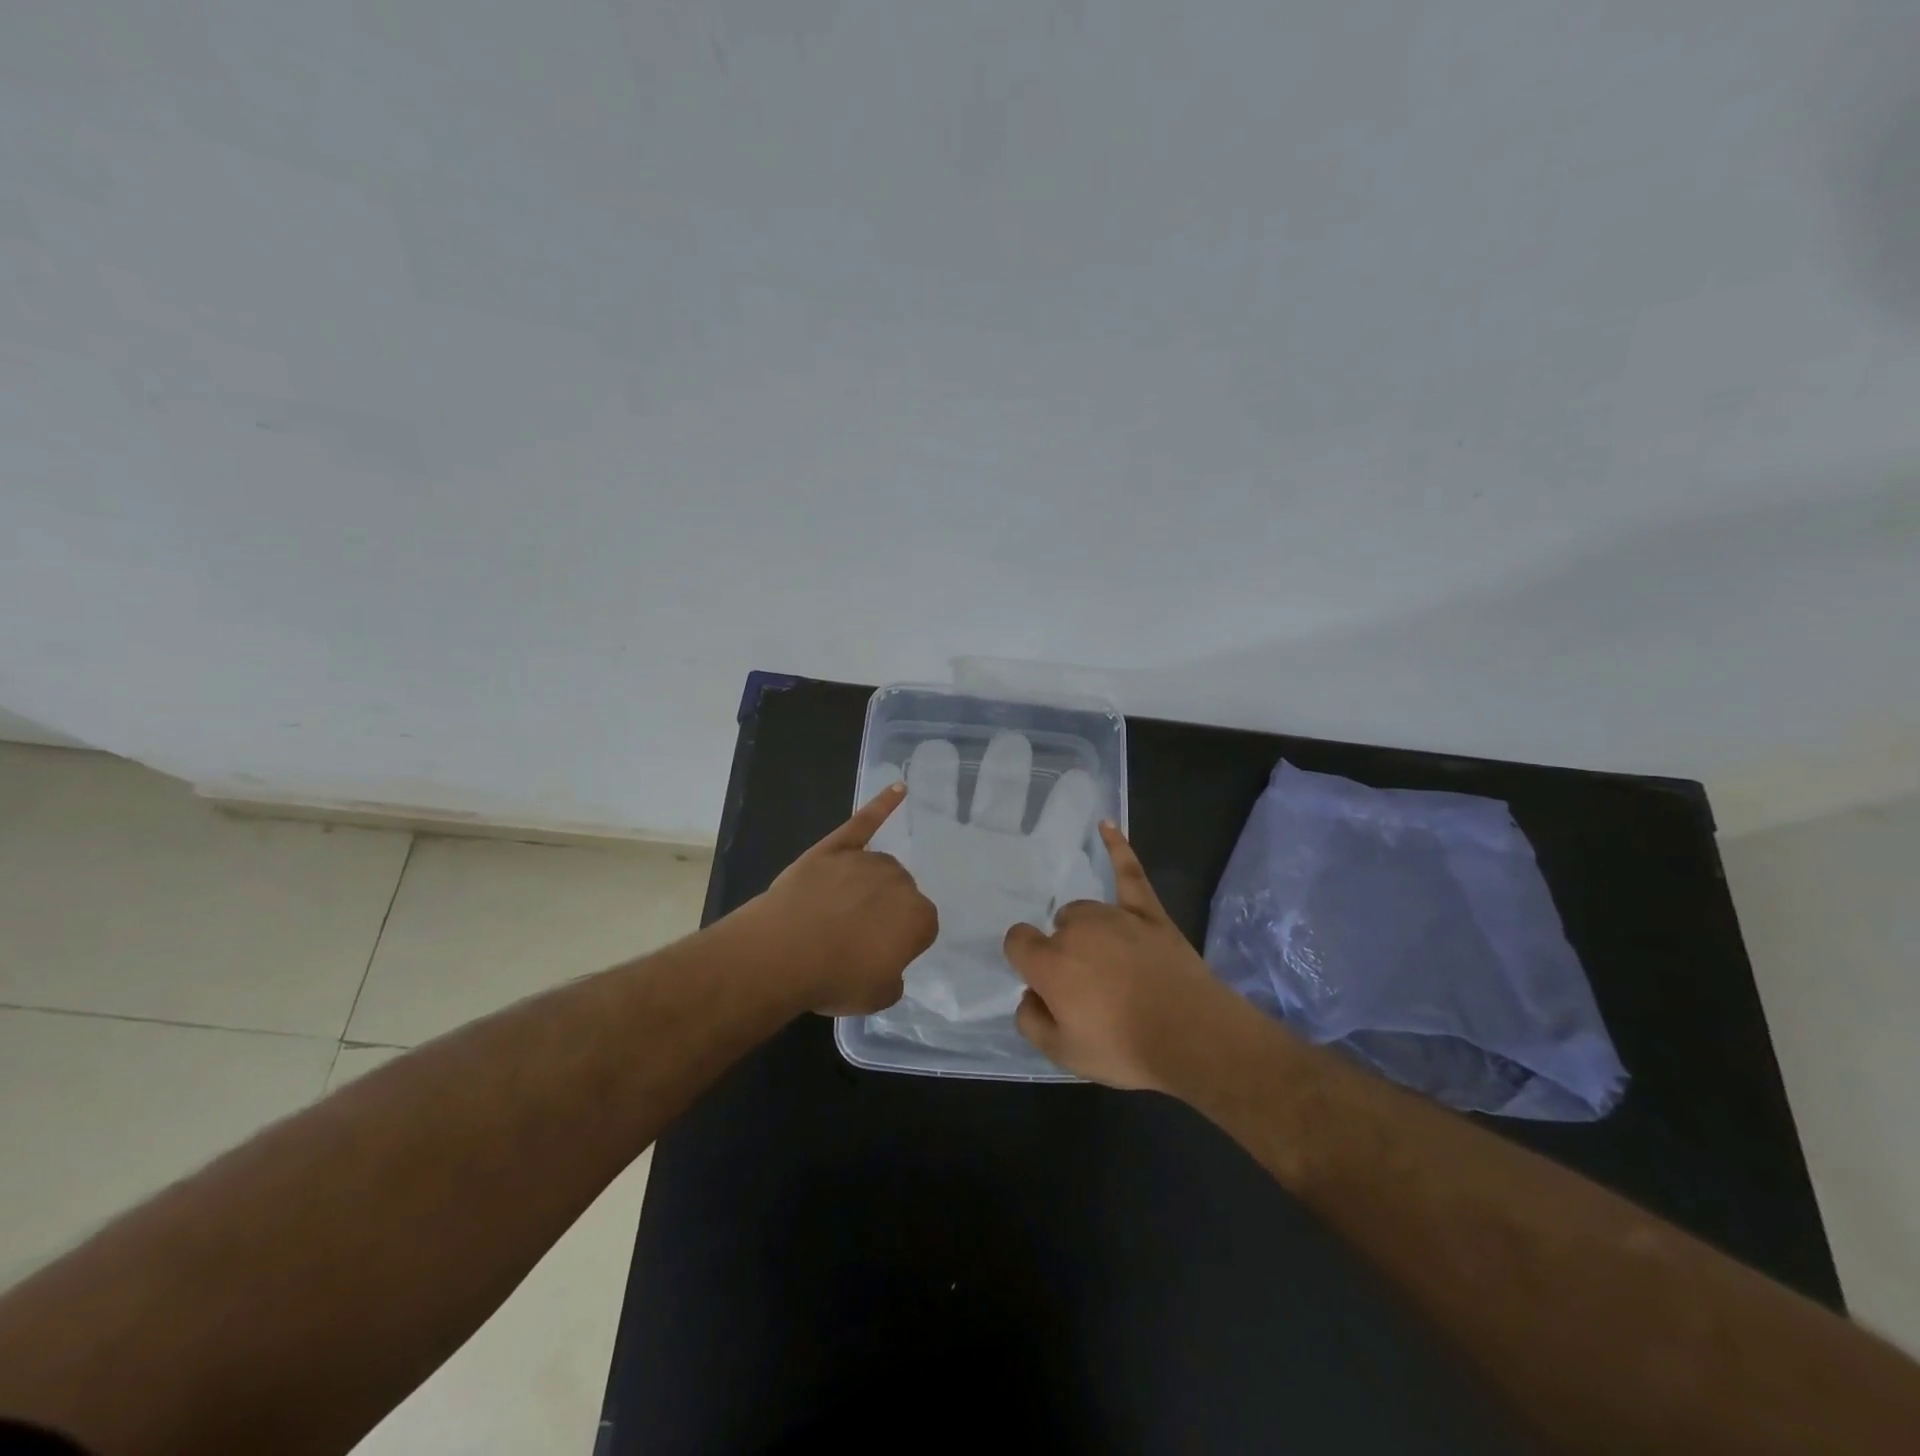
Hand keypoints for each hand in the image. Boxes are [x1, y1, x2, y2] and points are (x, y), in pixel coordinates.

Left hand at [751, 783, 938, 1014]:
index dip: (899, 943)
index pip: (921, 927)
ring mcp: (866, 860)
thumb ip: (894, 976)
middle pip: (900, 893)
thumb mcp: (877, 996)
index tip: (877, 955)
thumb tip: (888, 961)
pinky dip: (883, 805)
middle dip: (885, 911)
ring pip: (879, 868)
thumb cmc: (833, 978)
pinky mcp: (836, 847)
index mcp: (918, 918)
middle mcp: (900, 881)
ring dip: (870, 885)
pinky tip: (899, 789)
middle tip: (855, 938)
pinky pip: (864, 822)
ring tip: (841, 911)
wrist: (781, 953)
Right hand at [1003, 822, 1244, 1090]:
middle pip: (1056, 929)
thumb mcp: (1063, 1055)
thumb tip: (1029, 995)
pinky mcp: (1148, 911)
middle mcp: (1075, 929)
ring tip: (1110, 964)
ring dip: (1087, 931)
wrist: (1192, 1036)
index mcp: (1049, 961)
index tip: (1043, 983)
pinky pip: (1128, 871)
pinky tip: (1105, 825)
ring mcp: (1114, 915)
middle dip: (1063, 954)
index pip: (1018, 942)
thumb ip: (1031, 1021)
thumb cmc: (1124, 1048)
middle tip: (1089, 990)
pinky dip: (1116, 847)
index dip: (1026, 960)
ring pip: (1085, 912)